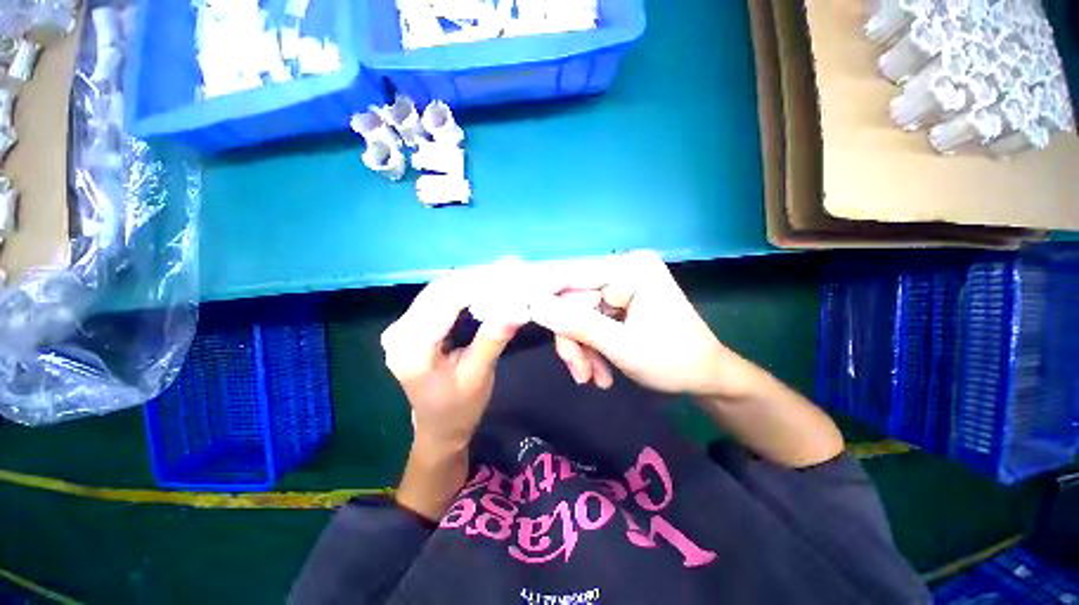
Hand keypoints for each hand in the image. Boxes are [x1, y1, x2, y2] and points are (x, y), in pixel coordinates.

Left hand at [381, 273, 526, 453]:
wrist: (439, 426)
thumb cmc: (458, 408)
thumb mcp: (479, 375)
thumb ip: (493, 338)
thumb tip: (519, 307)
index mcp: (412, 348)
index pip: (446, 301)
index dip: (479, 283)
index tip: (511, 273)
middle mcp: (399, 331)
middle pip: (440, 290)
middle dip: (478, 278)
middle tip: (511, 271)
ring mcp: (402, 326)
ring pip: (440, 289)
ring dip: (472, 281)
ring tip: (502, 275)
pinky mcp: (412, 324)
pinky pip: (439, 297)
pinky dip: (464, 290)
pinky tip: (484, 287)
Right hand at [531, 251, 754, 399]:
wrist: (707, 378)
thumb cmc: (673, 361)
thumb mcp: (622, 346)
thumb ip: (577, 325)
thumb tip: (535, 306)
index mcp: (631, 268)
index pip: (573, 277)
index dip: (549, 301)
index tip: (532, 325)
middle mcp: (624, 269)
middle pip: (575, 300)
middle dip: (574, 339)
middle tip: (579, 374)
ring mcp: (622, 286)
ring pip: (580, 314)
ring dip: (582, 348)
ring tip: (592, 378)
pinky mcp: (621, 302)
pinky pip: (592, 321)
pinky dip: (592, 347)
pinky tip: (601, 372)